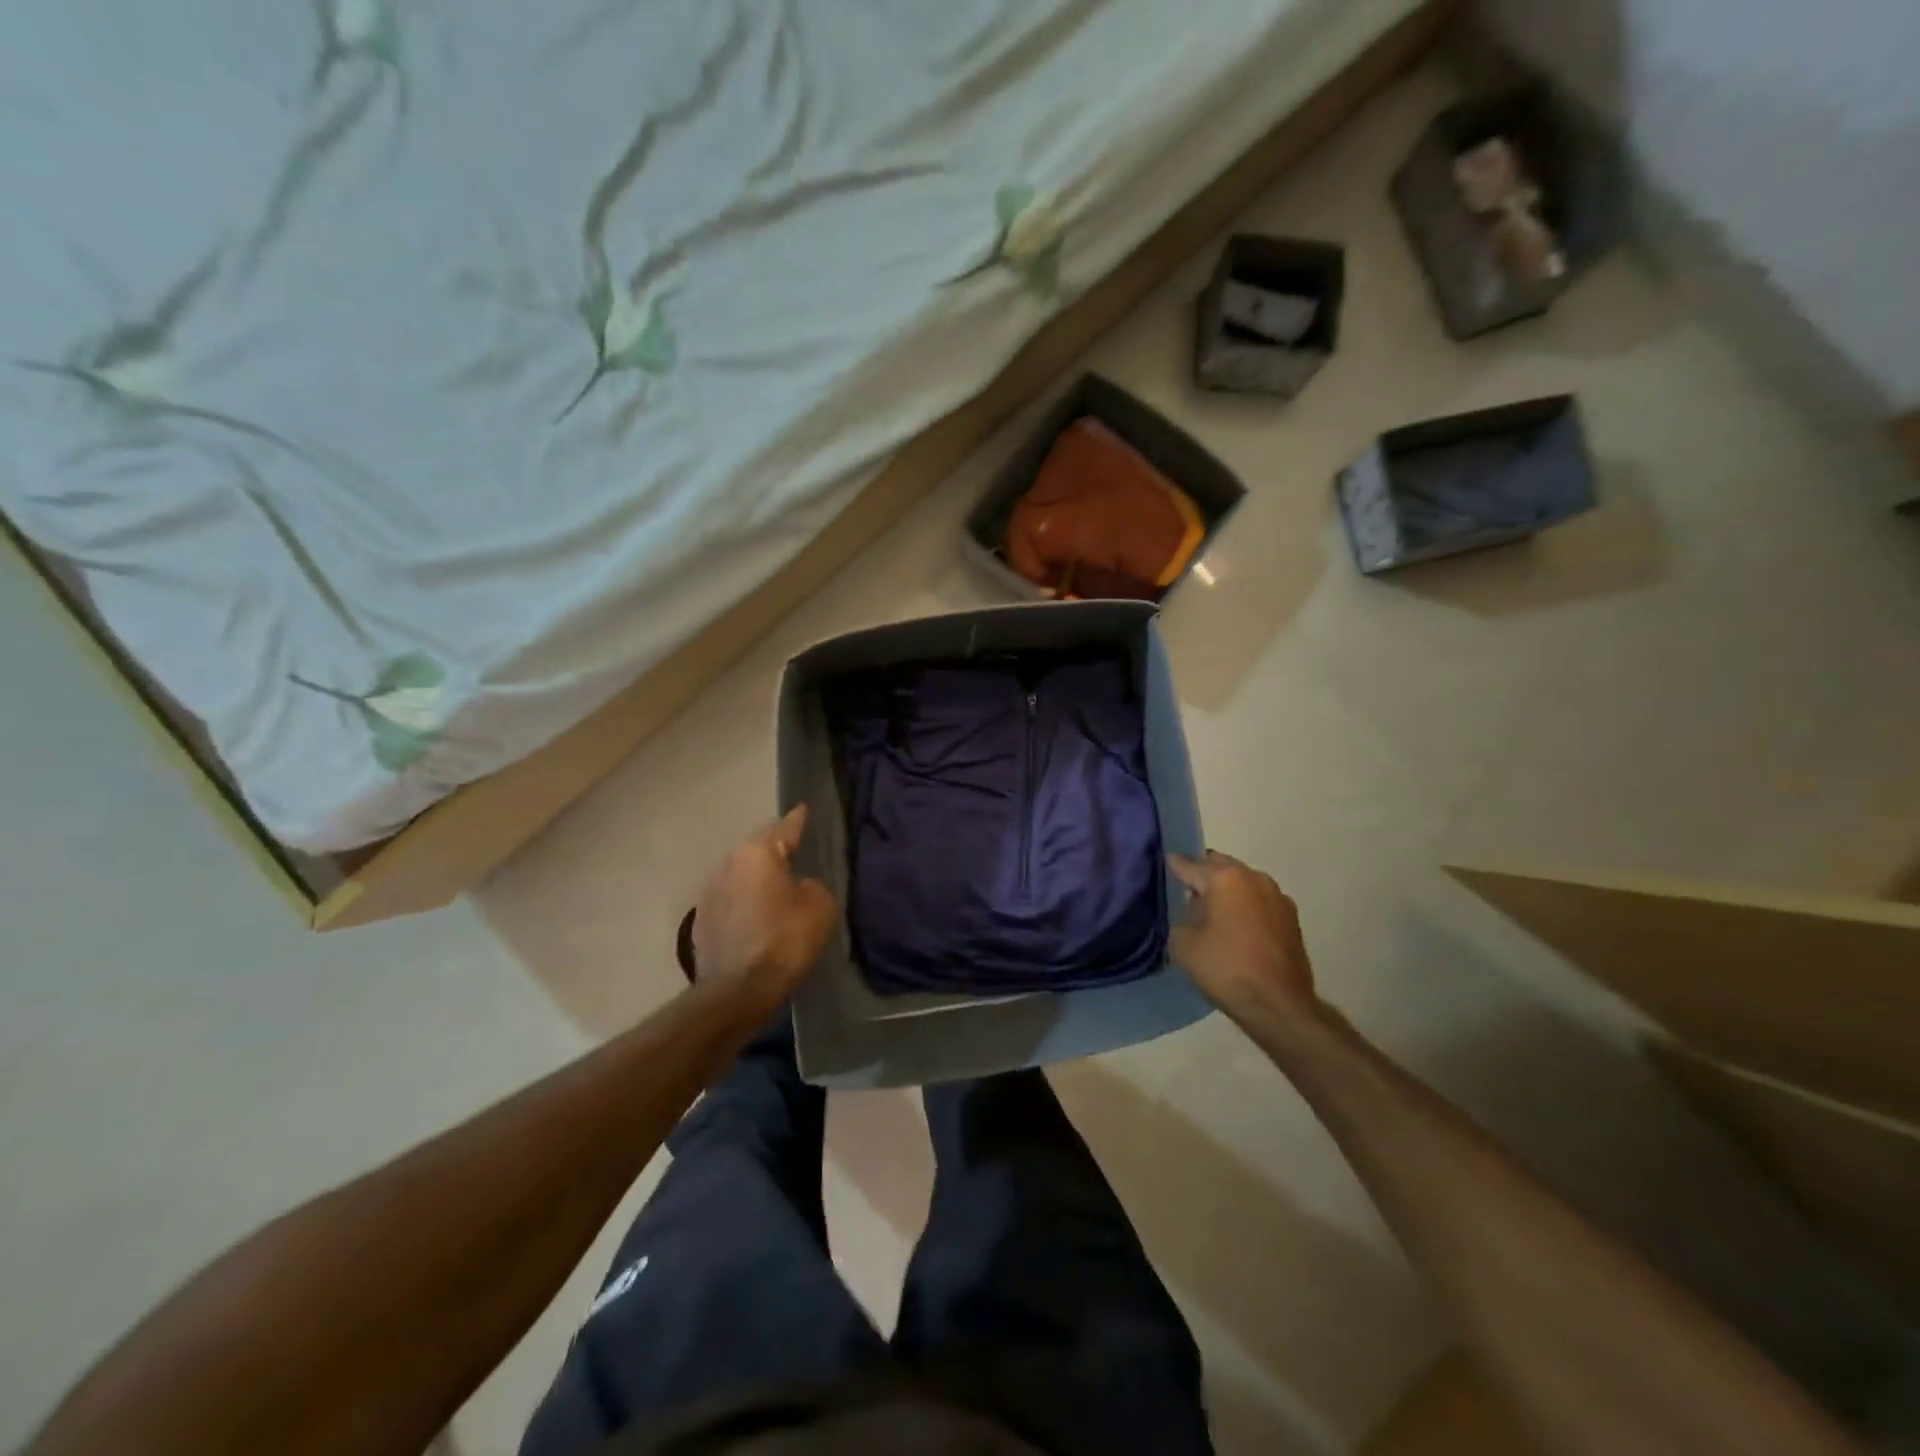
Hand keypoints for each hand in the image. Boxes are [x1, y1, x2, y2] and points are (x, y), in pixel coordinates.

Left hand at [691, 805, 839, 1014]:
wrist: (737, 990)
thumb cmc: (785, 940)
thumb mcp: (820, 906)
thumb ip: (813, 885)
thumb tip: (798, 886)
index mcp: (757, 853)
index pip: (784, 827)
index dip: (798, 819)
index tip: (804, 808)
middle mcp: (727, 864)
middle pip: (758, 849)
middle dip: (776, 850)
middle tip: (796, 852)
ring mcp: (709, 893)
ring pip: (741, 875)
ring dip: (758, 878)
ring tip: (777, 887)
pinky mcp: (702, 922)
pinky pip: (731, 900)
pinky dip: (746, 903)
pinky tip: (758, 916)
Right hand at [1168, 851, 1318, 1026]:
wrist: (1279, 1005)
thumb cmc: (1226, 968)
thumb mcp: (1182, 943)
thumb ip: (1181, 915)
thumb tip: (1192, 909)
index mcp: (1225, 878)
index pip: (1189, 864)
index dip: (1172, 865)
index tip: (1162, 865)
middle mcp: (1253, 877)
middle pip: (1219, 866)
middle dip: (1202, 874)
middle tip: (1185, 891)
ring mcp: (1277, 895)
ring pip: (1242, 881)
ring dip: (1226, 890)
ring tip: (1212, 911)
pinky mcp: (1291, 917)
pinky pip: (1258, 900)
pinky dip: (1245, 906)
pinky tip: (1236, 926)